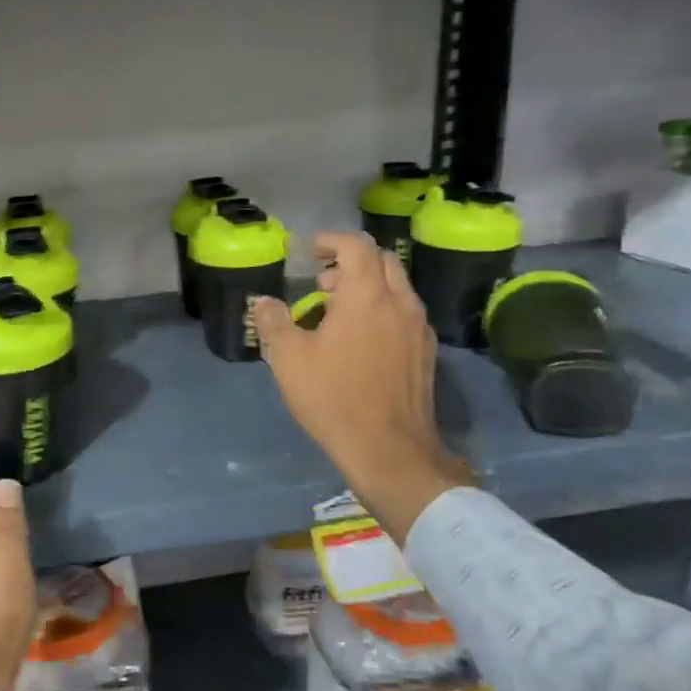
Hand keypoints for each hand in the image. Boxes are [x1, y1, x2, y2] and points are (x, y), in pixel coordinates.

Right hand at [254, 231, 472, 541]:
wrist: (389, 450)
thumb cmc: (333, 397)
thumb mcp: (289, 359)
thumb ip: (274, 323)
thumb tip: (263, 301)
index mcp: (366, 297)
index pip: (357, 247)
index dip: (332, 241)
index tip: (311, 251)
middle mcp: (400, 303)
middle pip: (384, 261)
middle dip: (352, 261)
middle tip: (324, 280)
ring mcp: (418, 328)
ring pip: (398, 287)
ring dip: (369, 285)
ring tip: (338, 310)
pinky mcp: (426, 352)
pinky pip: (405, 312)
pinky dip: (383, 308)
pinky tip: (362, 338)